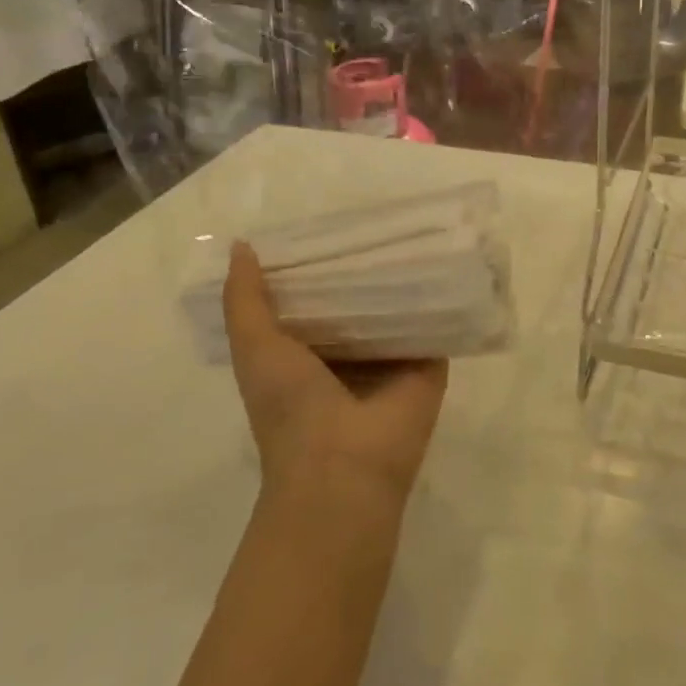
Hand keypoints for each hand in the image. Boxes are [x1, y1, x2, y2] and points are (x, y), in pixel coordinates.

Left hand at [221, 243, 447, 501]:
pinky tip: (445, 257)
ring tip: (413, 227)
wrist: (343, 468)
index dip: (315, 263)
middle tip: (374, 217)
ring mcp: (391, 362)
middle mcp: (350, 356)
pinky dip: (437, 297)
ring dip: (402, 277)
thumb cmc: (289, 407)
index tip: (325, 222)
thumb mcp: (253, 347)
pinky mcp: (428, 366)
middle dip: (361, 266)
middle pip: (358, 301)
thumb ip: (245, 300)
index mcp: (306, 355)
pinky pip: (434, 324)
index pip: (314, 298)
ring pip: (397, 309)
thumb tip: (241, 246)